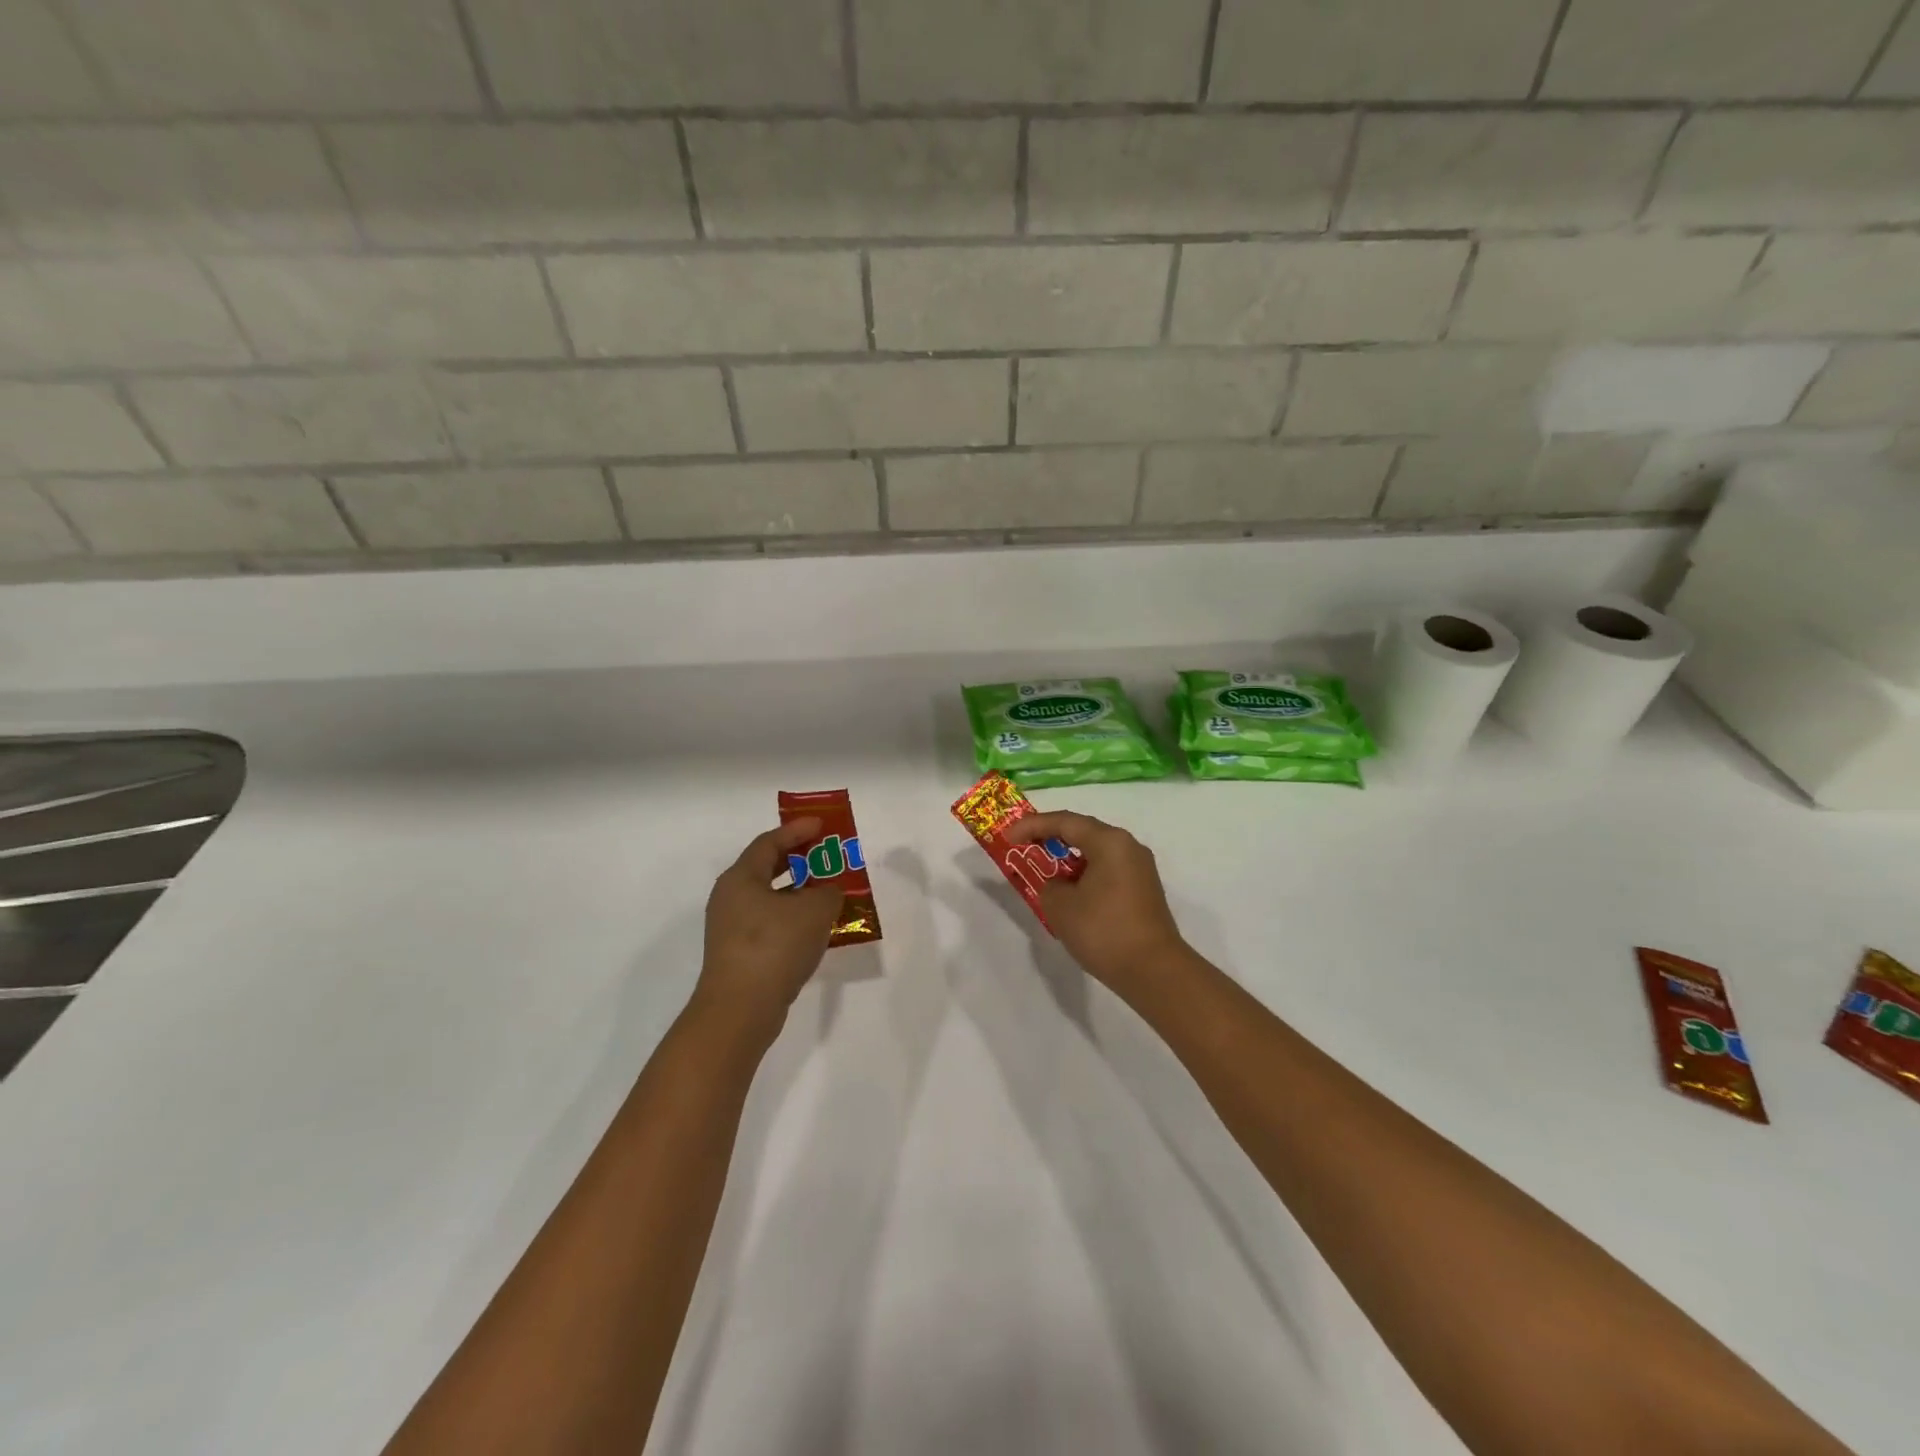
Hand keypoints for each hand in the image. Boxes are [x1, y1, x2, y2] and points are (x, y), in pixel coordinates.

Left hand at [693, 818, 844, 1039]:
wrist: (740, 1010)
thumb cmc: (775, 946)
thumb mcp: (814, 910)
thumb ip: (828, 892)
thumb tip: (827, 892)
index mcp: (741, 878)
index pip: (769, 842)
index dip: (797, 830)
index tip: (822, 825)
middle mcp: (730, 898)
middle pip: (765, 868)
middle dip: (797, 859)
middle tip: (824, 854)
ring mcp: (731, 928)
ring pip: (768, 898)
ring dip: (797, 892)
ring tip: (826, 891)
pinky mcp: (738, 954)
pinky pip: (769, 923)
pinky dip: (792, 917)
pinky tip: (814, 928)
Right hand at [1003, 811, 1190, 998]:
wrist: (1154, 972)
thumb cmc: (1103, 931)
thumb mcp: (1060, 906)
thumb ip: (1049, 885)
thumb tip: (1060, 885)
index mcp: (1110, 842)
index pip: (1065, 822)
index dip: (1032, 826)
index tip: (1007, 836)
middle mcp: (1129, 847)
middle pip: (1083, 833)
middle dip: (1051, 839)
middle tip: (1023, 847)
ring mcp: (1140, 870)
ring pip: (1096, 854)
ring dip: (1068, 860)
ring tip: (1043, 873)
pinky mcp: (1143, 891)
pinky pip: (1107, 871)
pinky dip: (1084, 876)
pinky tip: (1070, 894)